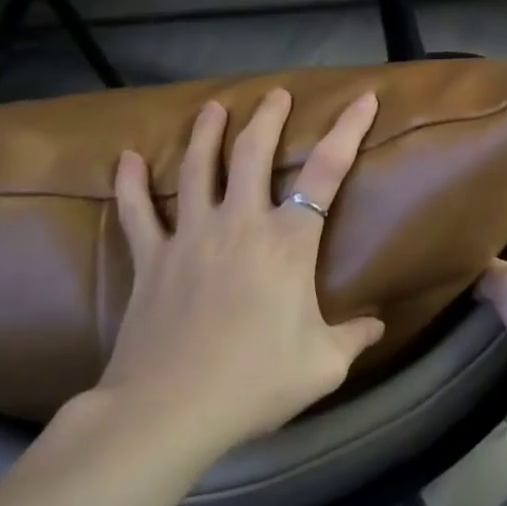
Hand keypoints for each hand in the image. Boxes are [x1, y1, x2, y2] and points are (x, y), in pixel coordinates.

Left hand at [95, 88, 386, 456]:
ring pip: (198, 169)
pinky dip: (131, 183)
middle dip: (268, 118)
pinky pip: (138, 212)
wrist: (168, 411)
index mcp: (289, 242)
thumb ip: (354, 337)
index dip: (348, 130)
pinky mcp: (152, 260)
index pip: (327, 171)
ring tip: (213, 107)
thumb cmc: (255, 381)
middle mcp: (241, 224)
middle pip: (253, 153)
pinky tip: (127, 158)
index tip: (364, 99)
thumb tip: (379, 326)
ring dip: (207, 133)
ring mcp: (191, 237)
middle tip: (276, 94)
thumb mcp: (323, 365)